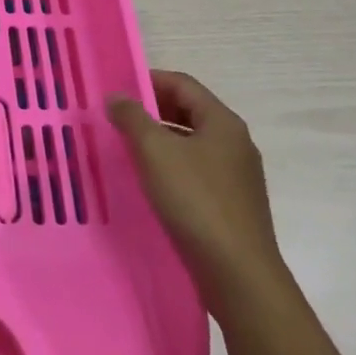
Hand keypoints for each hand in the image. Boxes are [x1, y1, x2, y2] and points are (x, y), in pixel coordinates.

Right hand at [107, 70, 282, 289]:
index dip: (149, 80)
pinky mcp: (233, 204)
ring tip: (127, 150)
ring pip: (192, 143)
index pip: (183, 84)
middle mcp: (235, 143)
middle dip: (152, 111)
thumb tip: (117, 96)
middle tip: (117, 118)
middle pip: (189, 112)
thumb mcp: (155, 153)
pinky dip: (172, 167)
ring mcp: (237, 175)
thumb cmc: (196, 201)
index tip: (117, 90)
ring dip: (160, 140)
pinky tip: (151, 184)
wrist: (238, 274)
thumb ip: (132, 118)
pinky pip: (197, 171)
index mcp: (222, 122)